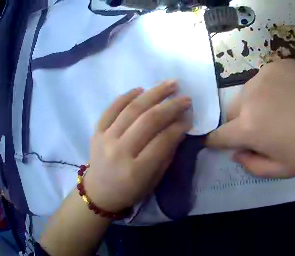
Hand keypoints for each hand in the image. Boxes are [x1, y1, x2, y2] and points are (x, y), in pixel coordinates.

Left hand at [84, 81, 191, 212]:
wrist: (99, 192)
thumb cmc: (128, 192)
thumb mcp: (151, 182)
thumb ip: (164, 156)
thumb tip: (177, 130)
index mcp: (136, 171)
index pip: (161, 142)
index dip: (178, 127)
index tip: (189, 117)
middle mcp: (119, 151)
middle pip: (148, 121)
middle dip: (170, 106)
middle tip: (185, 97)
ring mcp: (105, 138)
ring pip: (132, 109)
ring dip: (153, 94)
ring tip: (169, 84)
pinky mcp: (97, 131)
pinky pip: (112, 108)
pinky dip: (126, 96)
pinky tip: (140, 89)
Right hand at [207, 59, 294, 177]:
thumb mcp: (282, 169)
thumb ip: (252, 166)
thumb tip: (237, 153)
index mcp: (250, 127)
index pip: (218, 135)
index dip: (216, 141)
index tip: (217, 143)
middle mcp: (250, 97)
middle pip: (231, 112)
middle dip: (239, 123)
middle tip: (262, 128)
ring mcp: (264, 76)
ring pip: (246, 94)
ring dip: (253, 104)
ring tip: (279, 109)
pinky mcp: (278, 64)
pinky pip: (263, 79)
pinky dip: (268, 88)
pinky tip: (289, 93)